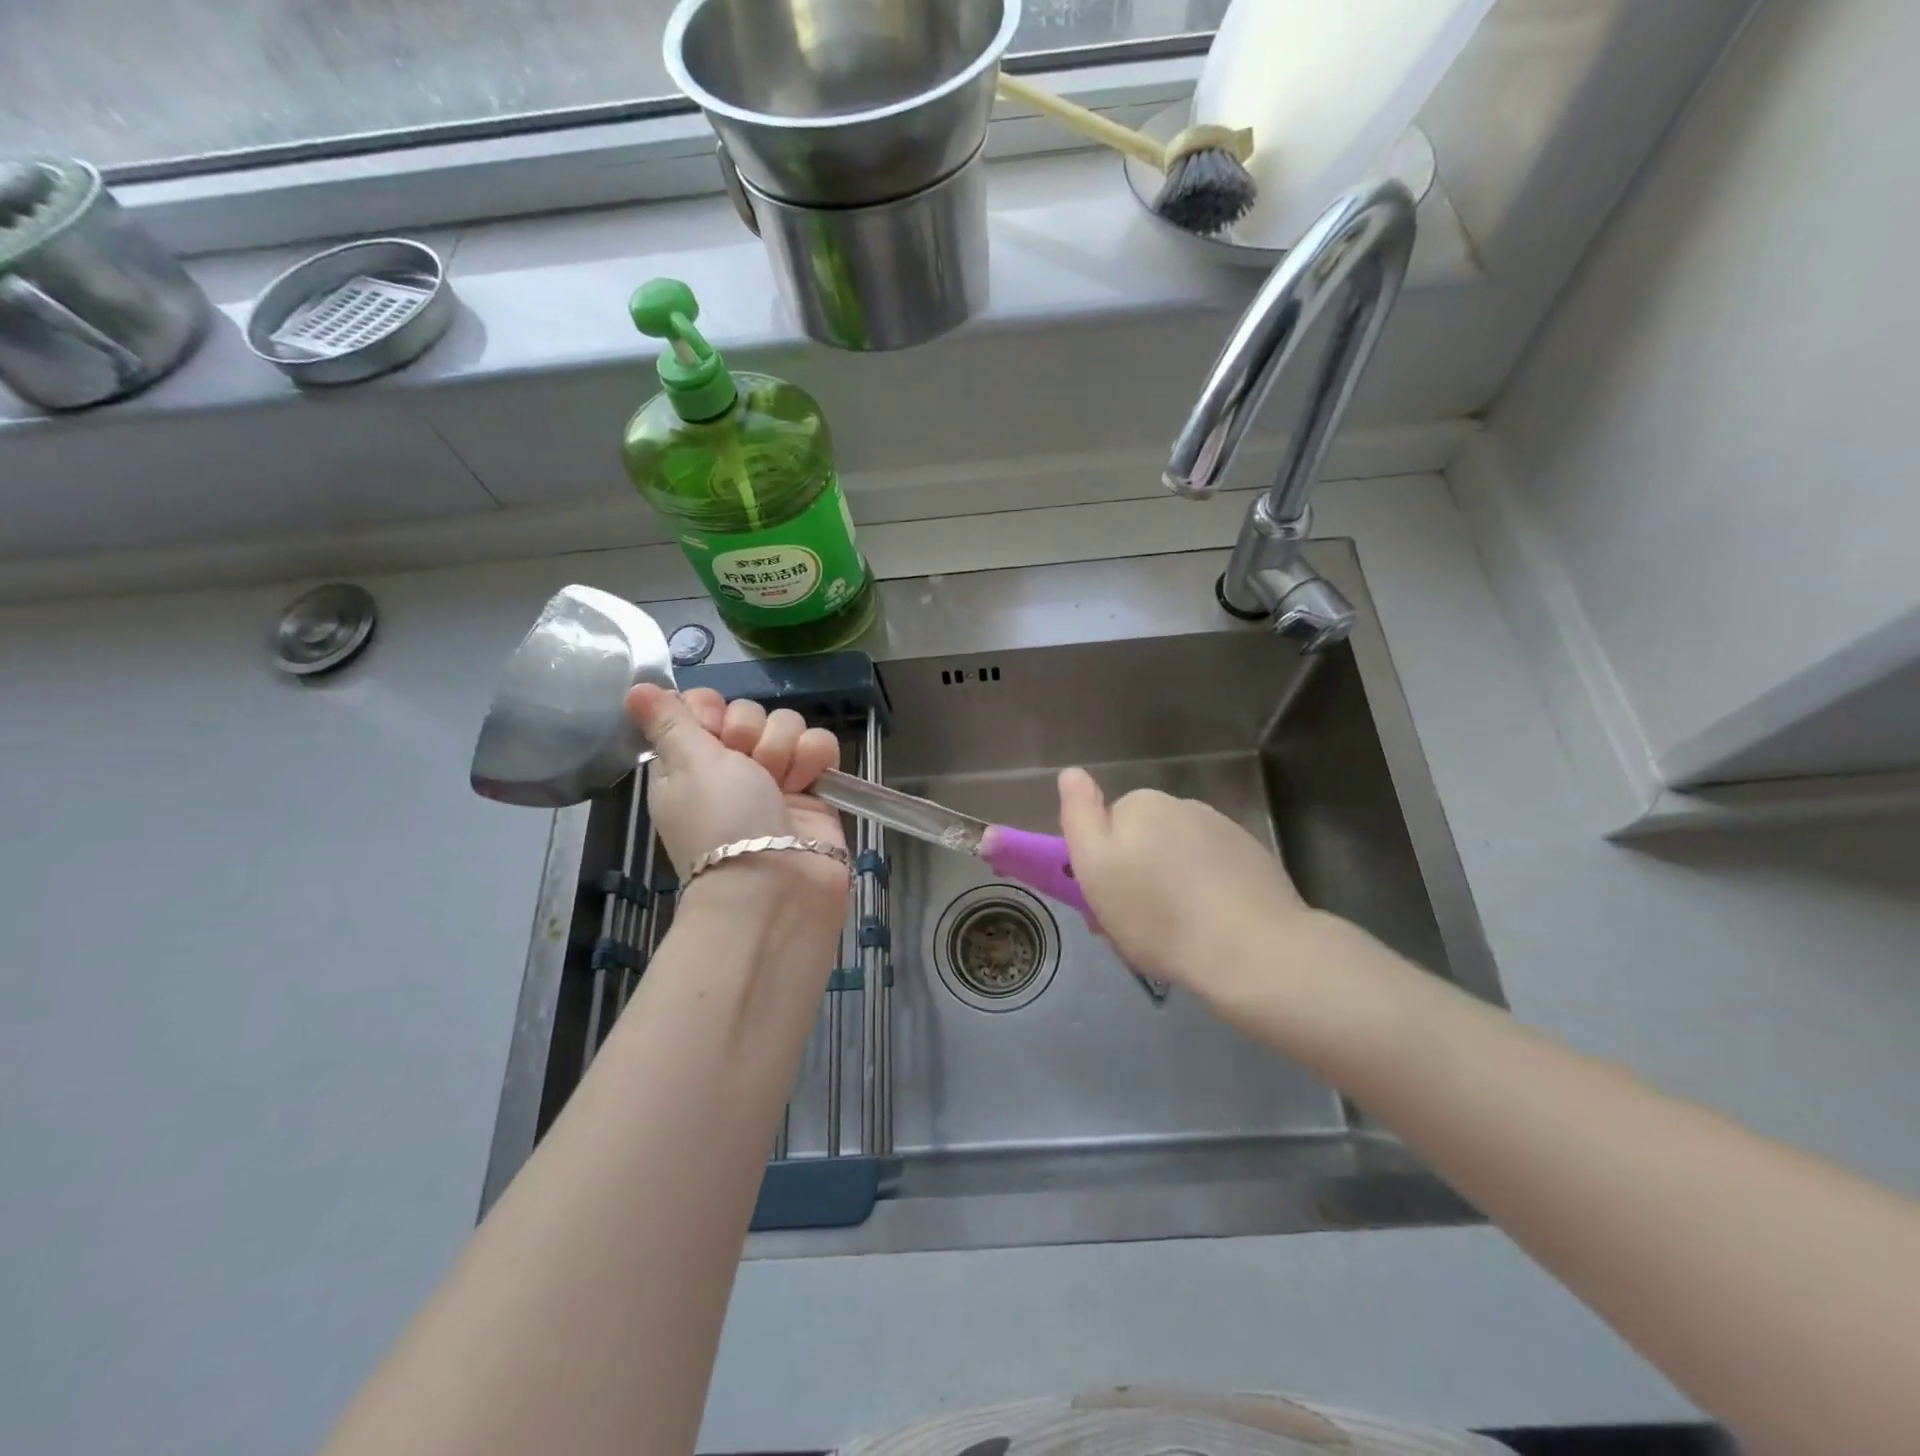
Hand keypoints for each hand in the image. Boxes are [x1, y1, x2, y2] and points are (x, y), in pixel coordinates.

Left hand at [625, 685, 849, 915]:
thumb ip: (669, 721)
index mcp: (690, 761)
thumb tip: (633, 689)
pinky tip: (808, 783)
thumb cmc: (722, 821)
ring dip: (784, 750)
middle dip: (751, 735)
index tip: (711, 729)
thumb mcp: (687, 765)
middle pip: (750, 711)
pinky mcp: (814, 787)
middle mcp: (732, 766)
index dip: (710, 709)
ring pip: (788, 724)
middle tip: (747, 769)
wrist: (776, 885)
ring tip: (781, 785)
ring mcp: (776, 777)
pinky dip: (815, 758)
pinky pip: (821, 744)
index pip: (704, 705)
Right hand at [1057, 767, 1318, 1005]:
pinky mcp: (1254, 857)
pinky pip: (1214, 869)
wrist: (1251, 950)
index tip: (1107, 902)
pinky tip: (1212, 924)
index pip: (1106, 827)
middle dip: (1138, 873)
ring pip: (1180, 855)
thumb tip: (1072, 772)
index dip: (1101, 865)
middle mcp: (1182, 806)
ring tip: (1179, 931)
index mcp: (1140, 804)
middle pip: (1145, 839)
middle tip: (1138, 925)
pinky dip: (1207, 890)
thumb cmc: (1157, 916)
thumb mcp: (1095, 867)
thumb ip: (1079, 815)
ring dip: (1172, 882)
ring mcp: (1223, 829)